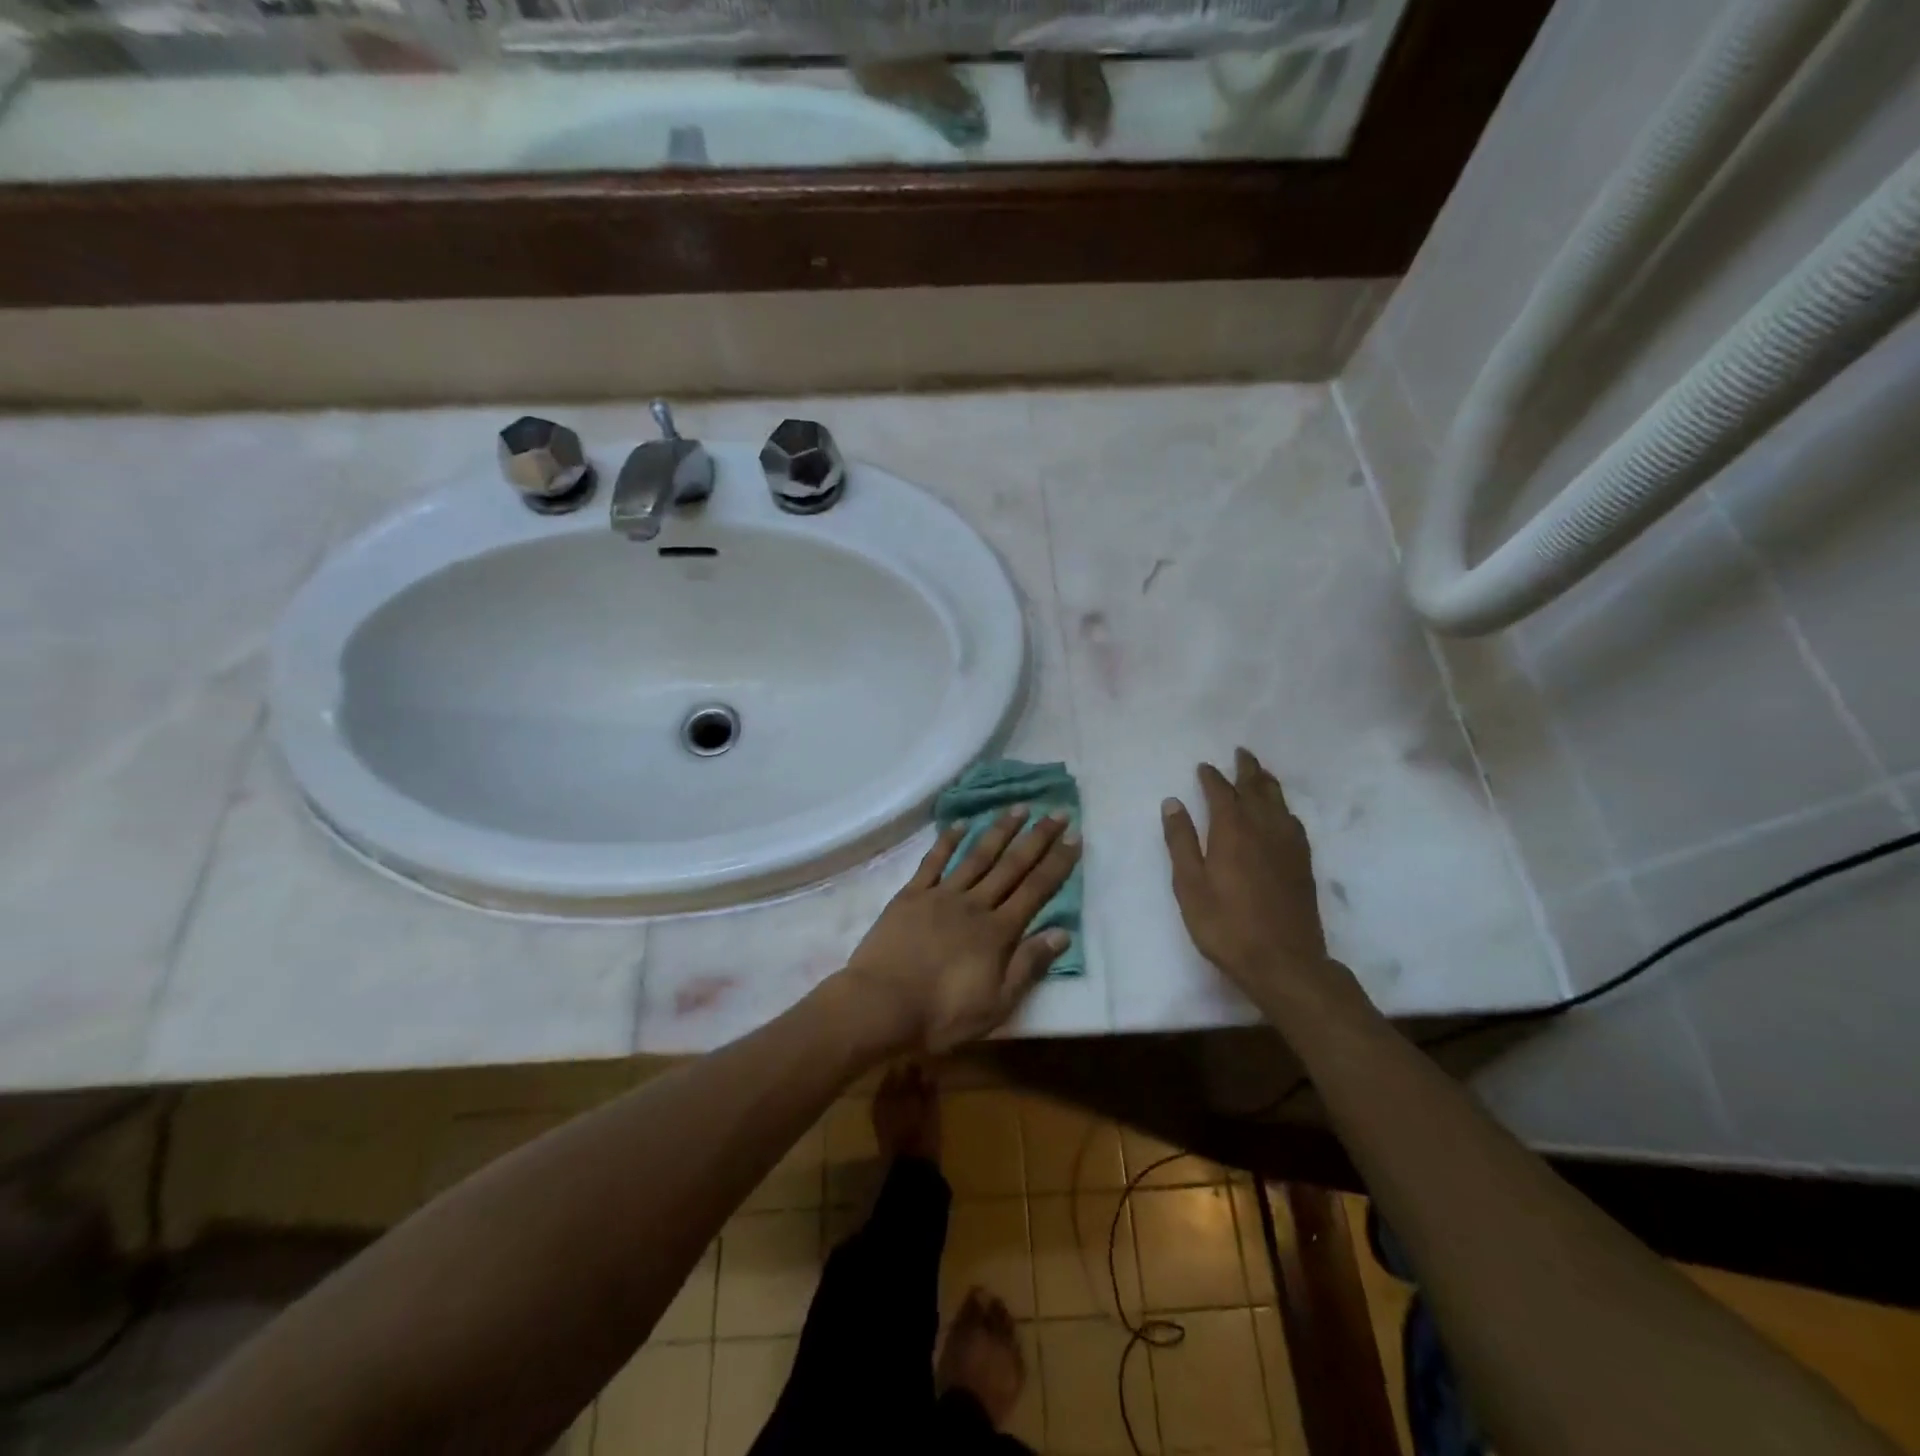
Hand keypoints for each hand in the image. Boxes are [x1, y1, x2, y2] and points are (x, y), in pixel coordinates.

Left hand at [842, 807, 1079, 1052]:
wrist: (881, 1005)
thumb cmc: (942, 1014)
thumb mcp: (997, 1004)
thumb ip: (1028, 965)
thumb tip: (1063, 933)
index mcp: (998, 932)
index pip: (1036, 890)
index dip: (1057, 862)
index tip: (1074, 836)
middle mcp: (974, 905)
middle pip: (1012, 866)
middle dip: (1037, 838)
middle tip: (1057, 812)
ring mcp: (941, 896)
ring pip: (977, 856)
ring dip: (999, 831)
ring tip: (1018, 808)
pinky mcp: (911, 895)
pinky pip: (933, 862)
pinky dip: (947, 841)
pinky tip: (961, 823)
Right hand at [1161, 749, 1358, 1010]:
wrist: (1284, 962)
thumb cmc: (1226, 925)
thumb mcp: (1190, 885)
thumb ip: (1181, 842)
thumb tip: (1173, 803)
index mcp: (1233, 830)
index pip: (1222, 792)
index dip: (1212, 777)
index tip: (1203, 767)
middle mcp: (1264, 828)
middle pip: (1256, 788)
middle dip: (1246, 769)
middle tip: (1240, 752)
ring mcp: (1288, 845)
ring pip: (1279, 801)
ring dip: (1267, 782)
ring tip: (1260, 772)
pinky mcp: (1303, 862)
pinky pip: (1292, 820)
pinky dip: (1283, 806)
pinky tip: (1281, 813)